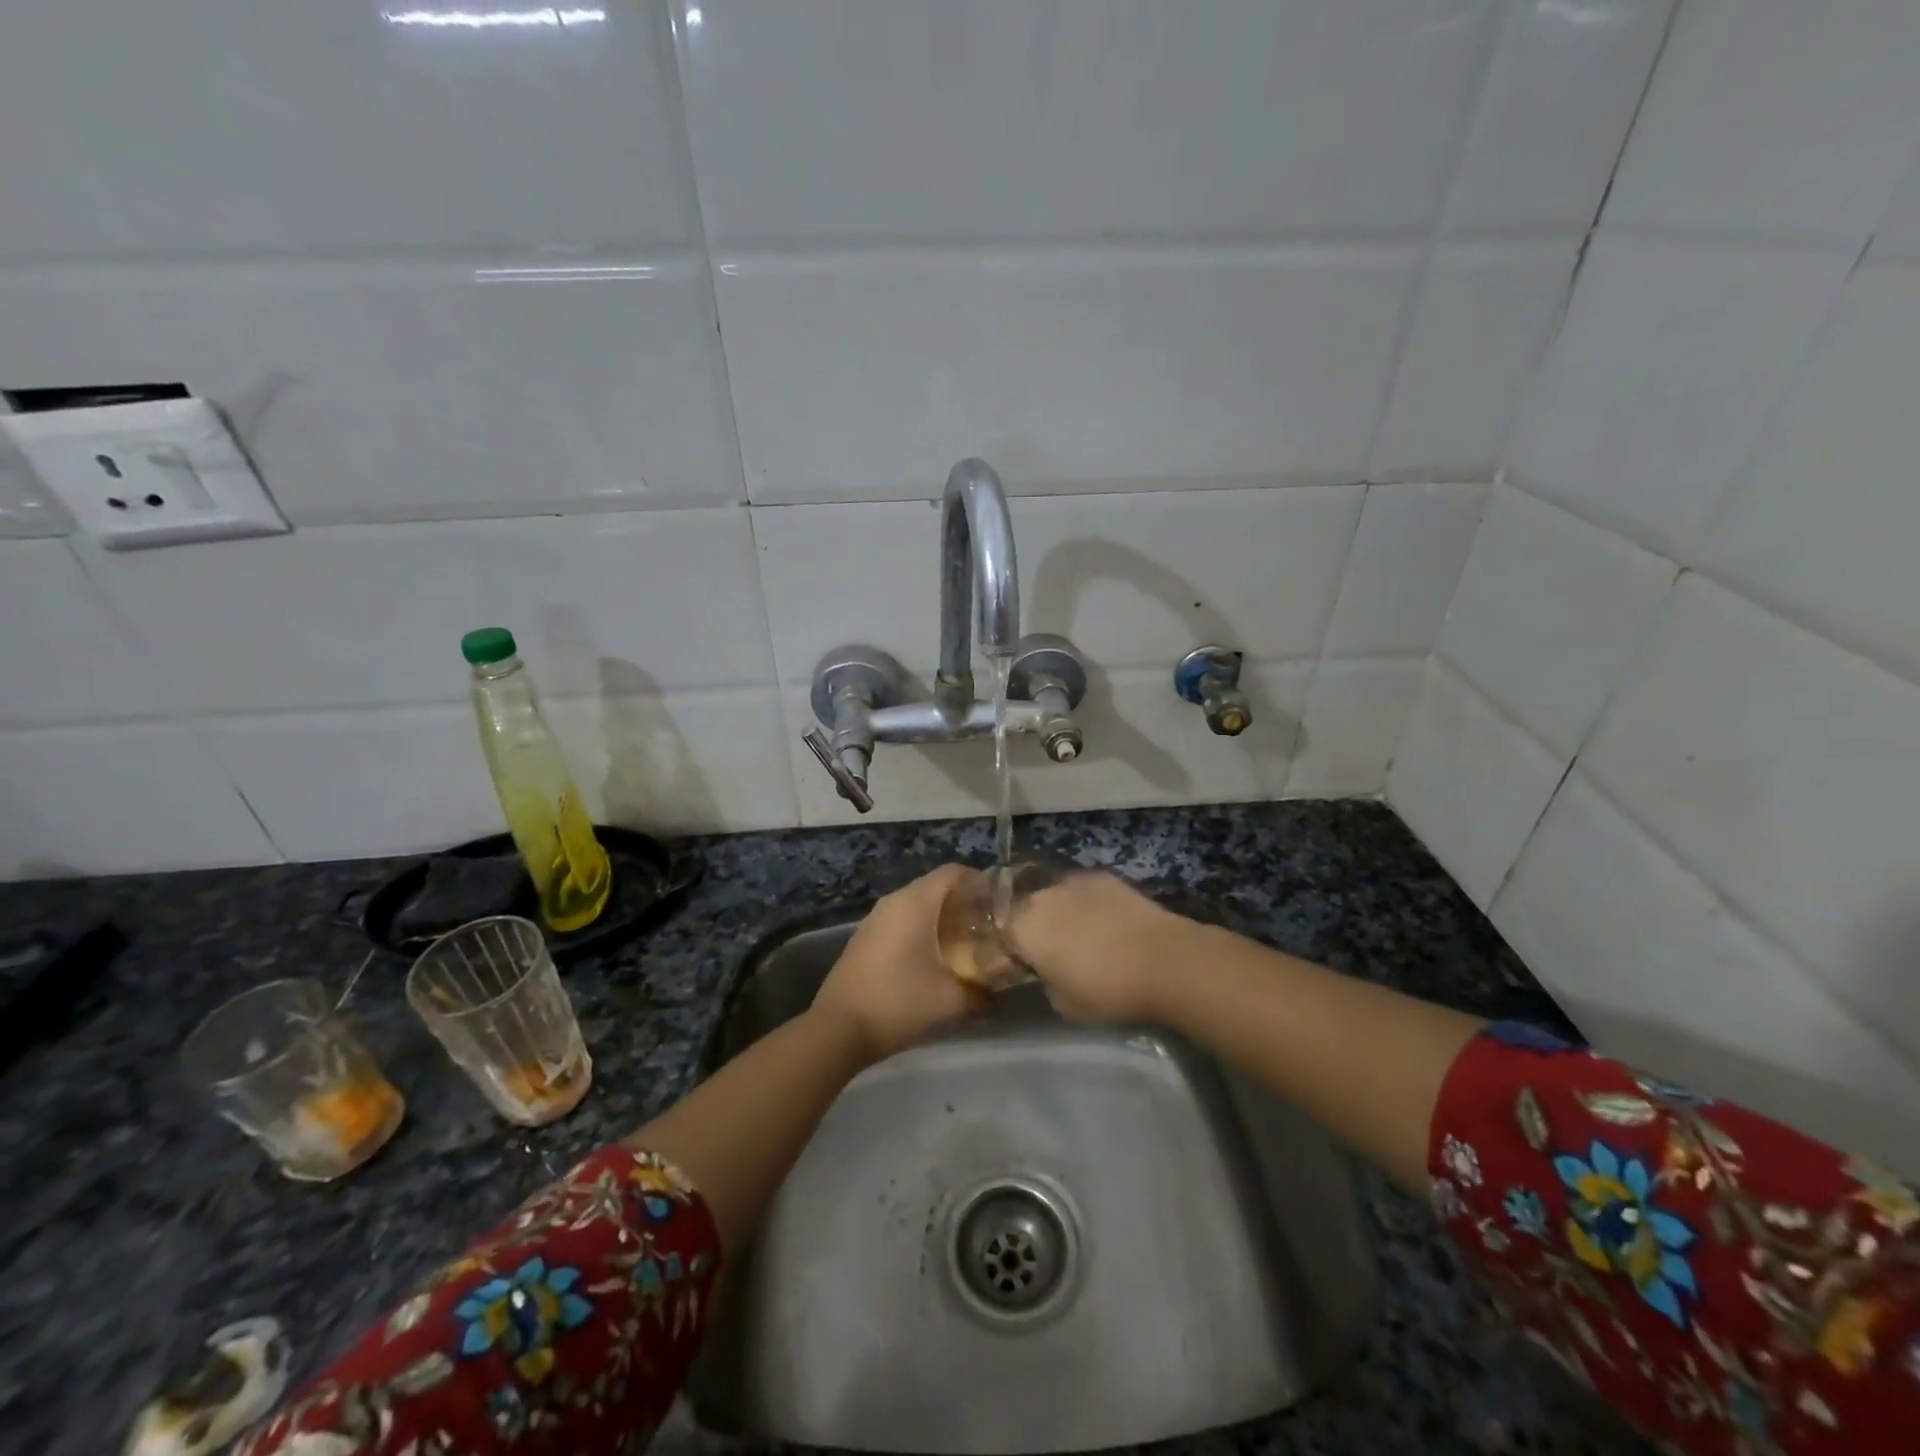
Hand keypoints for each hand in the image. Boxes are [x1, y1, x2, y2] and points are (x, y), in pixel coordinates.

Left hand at [811, 864, 985, 1061]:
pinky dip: (922, 931)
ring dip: (943, 918)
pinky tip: (934, 959)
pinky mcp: (866, 938)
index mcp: (915, 903)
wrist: (838, 1030)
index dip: (981, 882)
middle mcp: (894, 902)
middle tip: (989, 928)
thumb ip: (983, 994)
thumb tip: (1000, 994)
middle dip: (965, 903)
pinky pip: (902, 921)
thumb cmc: (898, 1003)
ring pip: (918, 905)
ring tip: (967, 944)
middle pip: (937, 887)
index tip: (1001, 905)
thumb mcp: (952, 1002)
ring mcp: (875, 919)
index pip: (954, 872)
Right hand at [1007, 872, 1188, 1024]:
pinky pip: (1082, 890)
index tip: (1024, 965)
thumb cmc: (1107, 990)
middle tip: (1052, 951)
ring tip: (1081, 935)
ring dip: (1060, 913)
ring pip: (1055, 897)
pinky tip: (1105, 922)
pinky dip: (1087, 904)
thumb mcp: (1063, 1004)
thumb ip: (1044, 982)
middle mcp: (1041, 896)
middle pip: (1026, 909)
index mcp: (1023, 928)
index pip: (1001, 934)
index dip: (1011, 950)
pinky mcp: (1102, 876)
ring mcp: (1073, 881)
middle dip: (1033, 927)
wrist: (1163, 960)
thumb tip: (1047, 971)